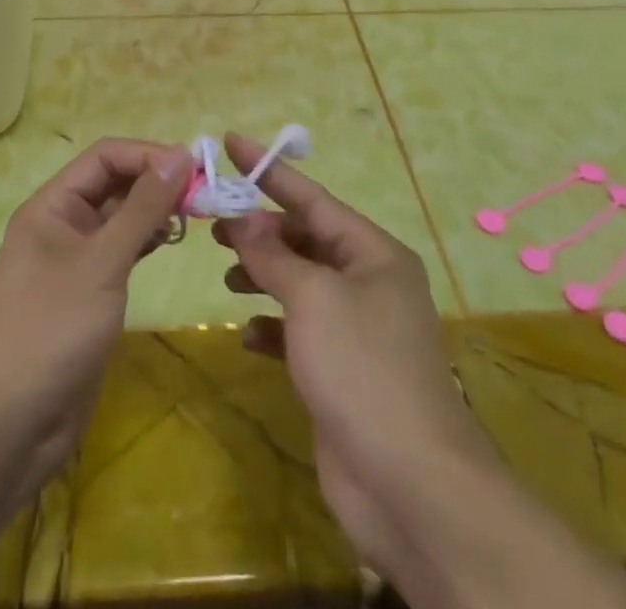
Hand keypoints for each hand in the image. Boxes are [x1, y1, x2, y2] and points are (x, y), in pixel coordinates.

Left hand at [0, 138, 186, 493]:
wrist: (6, 430)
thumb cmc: (50, 331)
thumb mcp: (102, 263)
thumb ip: (143, 207)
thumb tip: (181, 154)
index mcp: (52, 206)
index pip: (104, 157)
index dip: (148, 155)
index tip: (194, 168)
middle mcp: (62, 224)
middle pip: (113, 183)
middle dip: (155, 181)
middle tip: (203, 194)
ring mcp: (74, 261)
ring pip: (120, 217)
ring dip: (155, 211)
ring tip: (194, 216)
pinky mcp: (88, 294)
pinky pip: (122, 251)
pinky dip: (147, 241)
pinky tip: (171, 242)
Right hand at [213, 134, 495, 583]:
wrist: (409, 482)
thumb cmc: (362, 367)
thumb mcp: (312, 297)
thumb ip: (273, 254)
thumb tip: (243, 220)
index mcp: (373, 253)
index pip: (312, 197)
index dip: (269, 171)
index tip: (231, 143)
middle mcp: (369, 282)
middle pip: (307, 239)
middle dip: (263, 231)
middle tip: (217, 227)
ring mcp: (357, 328)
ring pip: (301, 283)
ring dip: (264, 275)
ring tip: (227, 275)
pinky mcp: (342, 370)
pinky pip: (300, 331)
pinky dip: (272, 326)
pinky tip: (246, 334)